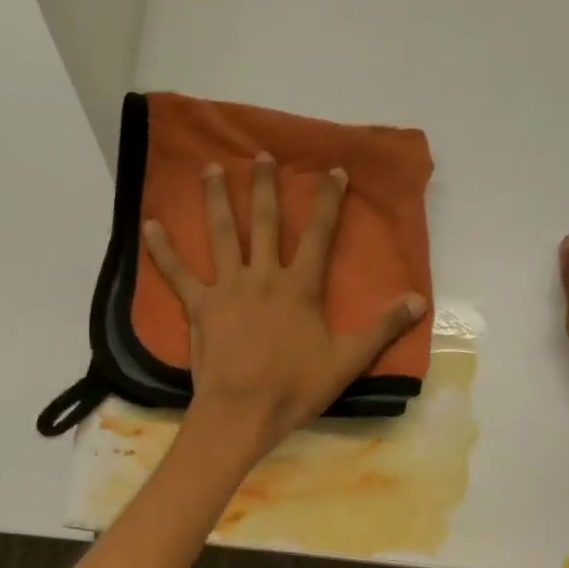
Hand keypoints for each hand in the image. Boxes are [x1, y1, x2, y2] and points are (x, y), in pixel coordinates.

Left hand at [144, 152, 426, 457]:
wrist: (243, 412)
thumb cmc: (295, 388)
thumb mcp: (347, 360)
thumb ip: (383, 327)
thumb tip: (420, 300)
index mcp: (300, 287)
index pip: (319, 235)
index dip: (328, 202)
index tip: (333, 170)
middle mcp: (263, 276)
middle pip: (266, 223)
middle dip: (266, 187)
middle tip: (261, 155)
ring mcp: (227, 288)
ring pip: (222, 234)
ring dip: (217, 199)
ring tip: (212, 168)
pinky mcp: (199, 307)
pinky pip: (177, 274)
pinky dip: (162, 250)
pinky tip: (148, 225)